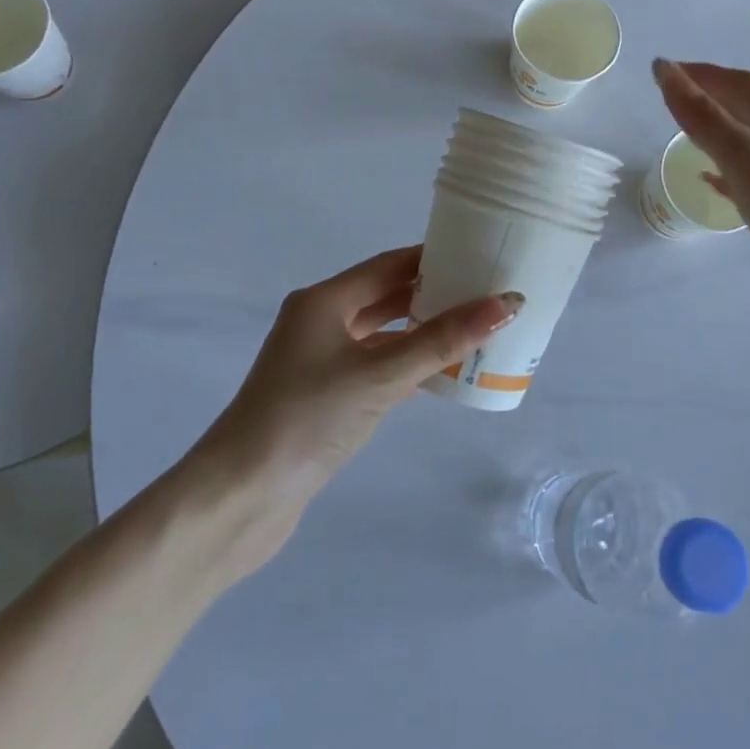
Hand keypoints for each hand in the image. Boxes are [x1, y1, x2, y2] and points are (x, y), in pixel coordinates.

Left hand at [209, 245, 520, 503]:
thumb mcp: (380, 375)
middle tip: (486, 292)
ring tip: (475, 328)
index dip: (433, 257)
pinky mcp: (326, 394)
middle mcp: (320, 321)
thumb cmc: (307, 418)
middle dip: (433, 293)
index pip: (389, 265)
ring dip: (422, 331)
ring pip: (382, 334)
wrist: (243, 495)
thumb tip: (506, 303)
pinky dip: (407, 363)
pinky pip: (377, 365)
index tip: (478, 254)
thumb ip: (442, 341)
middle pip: (386, 296)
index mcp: (324, 301)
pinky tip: (442, 371)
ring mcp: (321, 360)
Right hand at [652, 58, 749, 348]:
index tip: (662, 69)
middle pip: (748, 109)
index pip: (740, 84)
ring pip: (749, 143)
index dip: (702, 72)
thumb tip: (665, 69)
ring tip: (683, 133)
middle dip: (710, 96)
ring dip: (718, 131)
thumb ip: (703, 118)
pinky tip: (711, 184)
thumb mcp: (745, 160)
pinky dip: (726, 173)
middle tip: (668, 98)